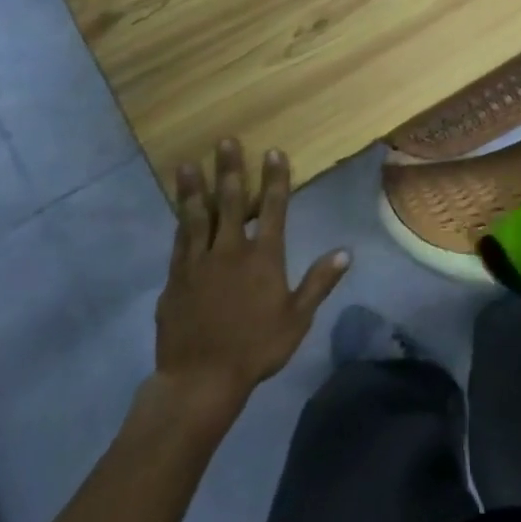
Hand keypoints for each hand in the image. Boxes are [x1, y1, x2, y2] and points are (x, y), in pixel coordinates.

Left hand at [150, 140, 349, 410]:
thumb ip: (319, 282)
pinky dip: (180, 221)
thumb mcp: (297, 318)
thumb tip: (346, 252)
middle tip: (225, 142)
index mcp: (263, 257)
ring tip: (187, 164)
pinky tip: (179, 209)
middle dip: (229, 169)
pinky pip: (179, 241)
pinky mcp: (174, 279)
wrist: (199, 380)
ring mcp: (197, 263)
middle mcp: (229, 251)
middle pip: (229, 202)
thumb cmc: (255, 348)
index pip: (272, 208)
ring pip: (196, 216)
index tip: (273, 152)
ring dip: (194, 188)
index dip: (274, 178)